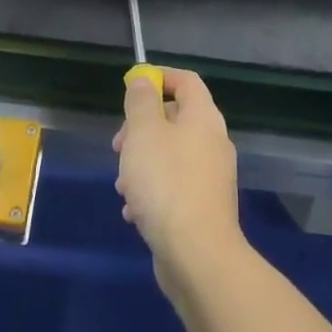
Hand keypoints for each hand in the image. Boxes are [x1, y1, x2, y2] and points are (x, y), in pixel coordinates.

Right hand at [114, 69, 244, 296]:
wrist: (197, 254)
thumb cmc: (166, 183)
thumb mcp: (144, 133)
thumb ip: (141, 102)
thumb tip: (144, 80)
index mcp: (203, 118)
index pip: (185, 81)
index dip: (159, 78)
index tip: (131, 88)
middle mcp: (212, 142)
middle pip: (175, 119)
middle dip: (141, 130)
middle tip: (119, 147)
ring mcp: (210, 177)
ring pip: (170, 156)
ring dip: (141, 165)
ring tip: (123, 186)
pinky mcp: (202, 207)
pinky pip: (173, 187)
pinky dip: (152, 193)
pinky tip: (134, 213)